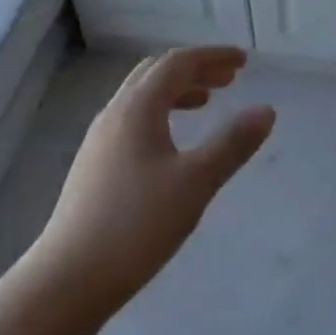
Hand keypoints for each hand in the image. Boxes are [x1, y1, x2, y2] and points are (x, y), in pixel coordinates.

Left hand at [31, 46, 275, 311]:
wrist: (70, 277)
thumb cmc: (137, 225)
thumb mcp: (195, 183)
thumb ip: (232, 143)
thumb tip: (265, 110)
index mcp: (137, 108)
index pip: (177, 64)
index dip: (212, 57)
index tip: (244, 61)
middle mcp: (114, 114)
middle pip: (156, 74)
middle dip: (195, 70)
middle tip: (229, 79)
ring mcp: (99, 139)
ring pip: (141, 98)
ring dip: (176, 91)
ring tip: (206, 104)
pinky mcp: (94, 164)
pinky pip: (132, 120)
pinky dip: (160, 114)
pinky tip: (172, 143)